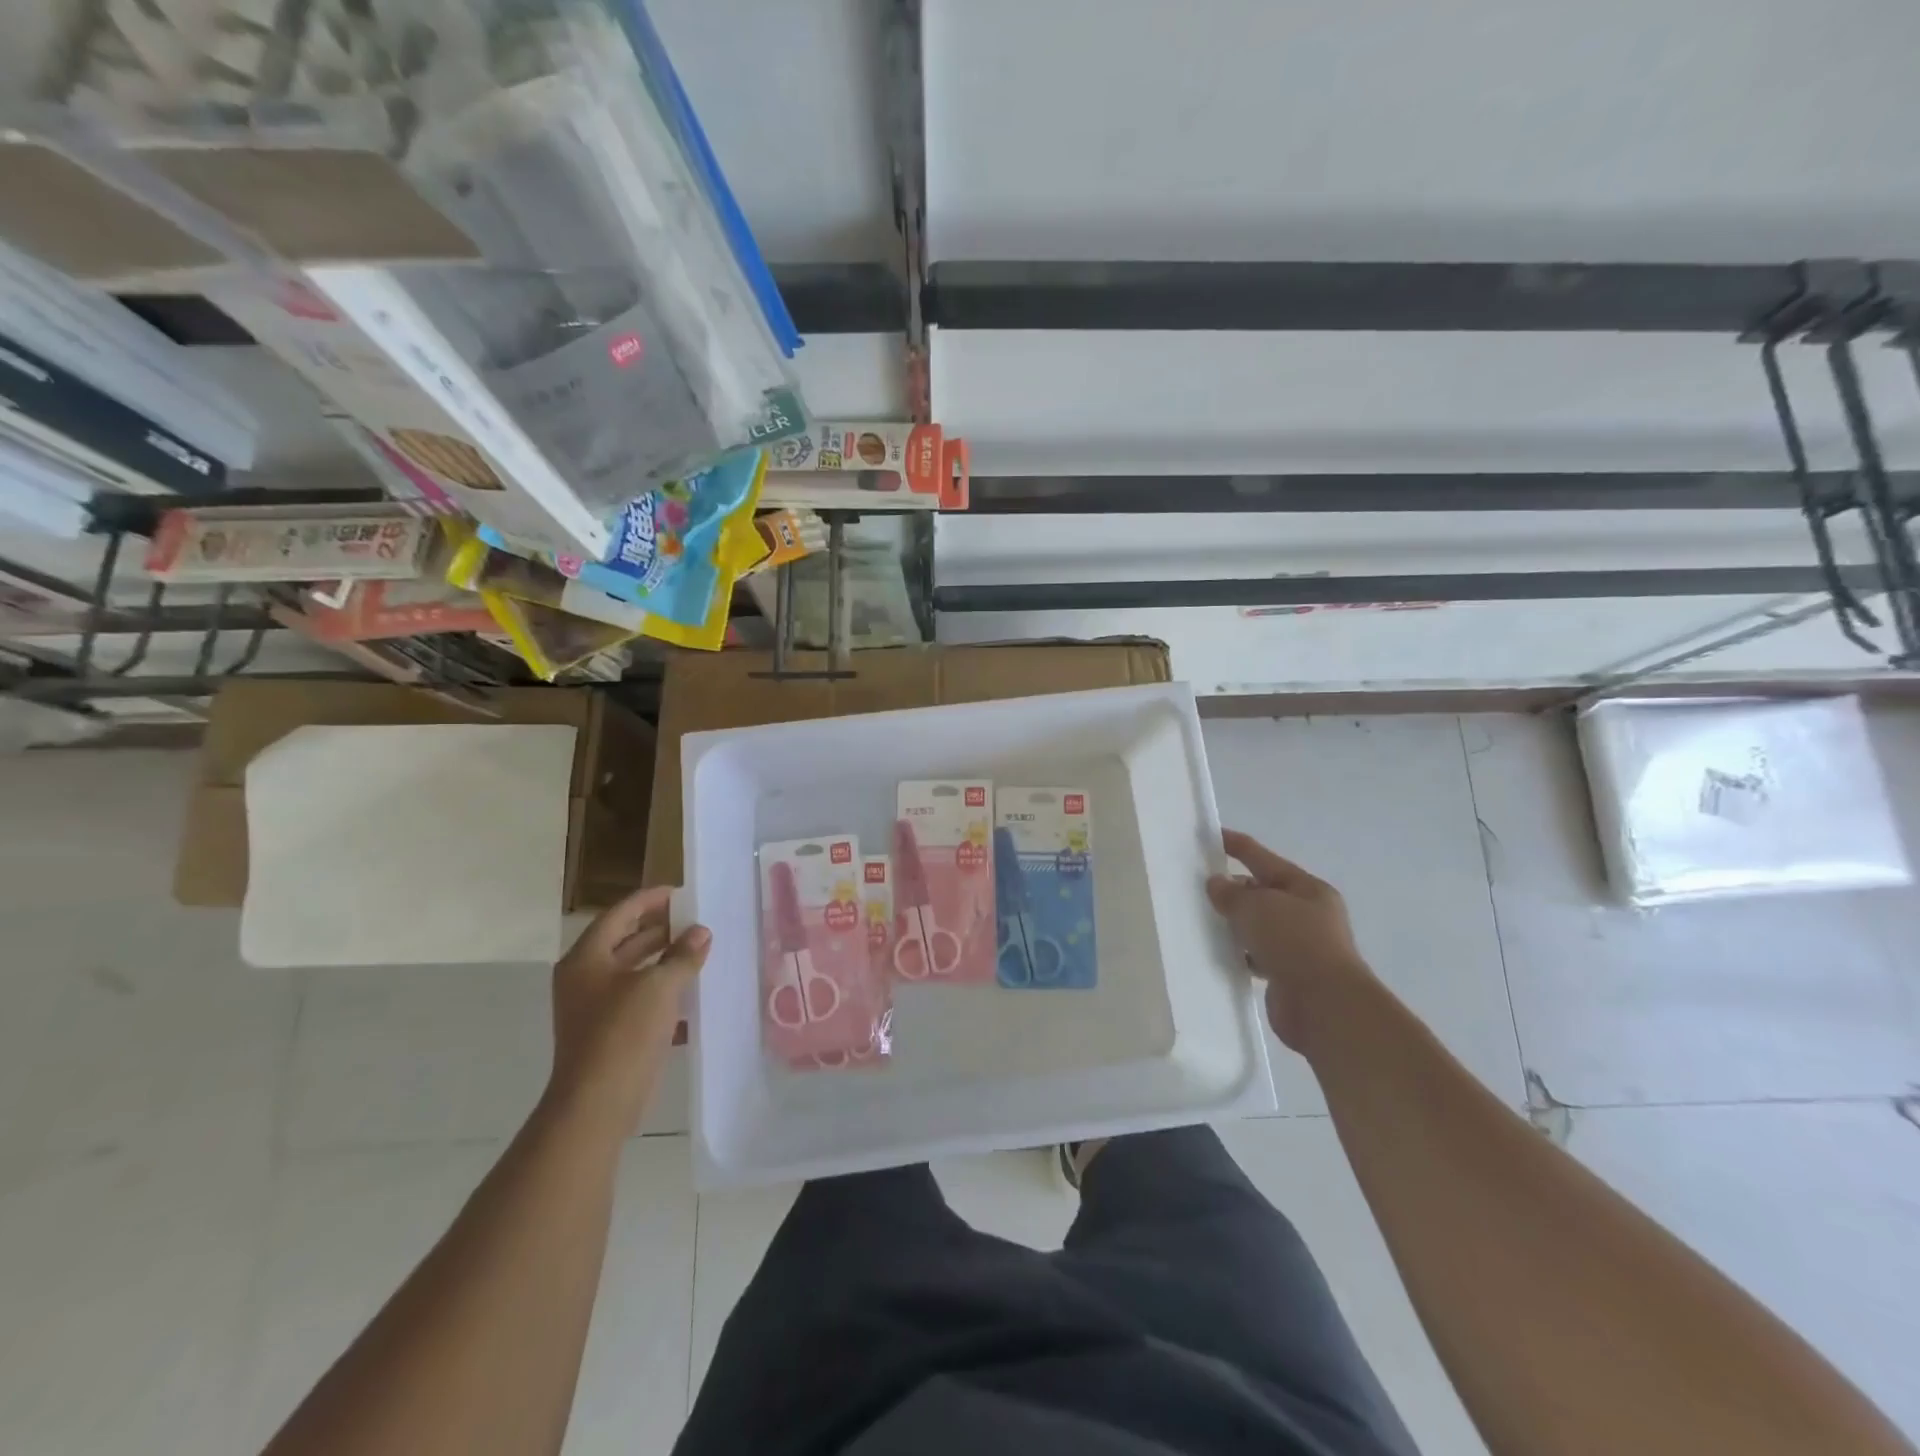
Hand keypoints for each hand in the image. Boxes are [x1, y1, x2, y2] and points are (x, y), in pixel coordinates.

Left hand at [546, 886, 709, 1136]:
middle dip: (660, 930)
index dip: (650, 900)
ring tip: (699, 951)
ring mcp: (593, 1007)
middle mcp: (584, 978)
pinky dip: (661, 990)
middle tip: (695, 921)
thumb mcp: (659, 986)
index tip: (681, 894)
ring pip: (633, 971)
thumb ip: (682, 955)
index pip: (620, 914)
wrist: (597, 1104)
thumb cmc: (623, 1034)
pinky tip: (691, 991)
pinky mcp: (608, 1033)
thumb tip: (701, 932)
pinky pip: (637, 999)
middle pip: (624, 941)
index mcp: (586, 959)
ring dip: (664, 960)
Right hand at [1207, 829, 1373, 1049]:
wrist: (1324, 1006)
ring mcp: (1300, 947)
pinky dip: (1240, 953)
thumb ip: (1231, 893)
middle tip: (1197, 889)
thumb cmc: (1295, 942)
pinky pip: (1256, 955)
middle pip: (1262, 893)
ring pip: (1258, 926)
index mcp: (1307, 889)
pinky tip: (1218, 953)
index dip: (1236, 845)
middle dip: (1232, 889)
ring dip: (1234, 924)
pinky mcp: (1289, 975)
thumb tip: (1217, 884)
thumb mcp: (1257, 906)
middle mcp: (1307, 914)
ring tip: (1201, 921)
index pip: (1263, 858)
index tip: (1209, 836)